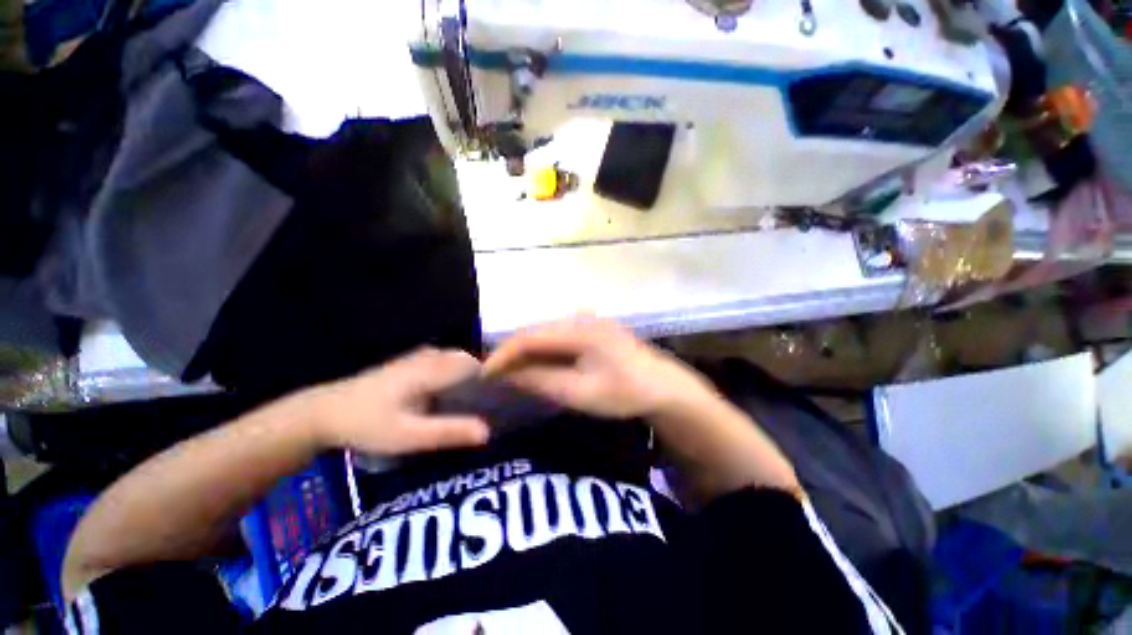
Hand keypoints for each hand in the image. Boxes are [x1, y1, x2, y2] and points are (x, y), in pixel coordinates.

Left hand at [308, 348, 489, 454]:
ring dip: (467, 374)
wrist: (323, 412)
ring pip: (454, 360)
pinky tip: (449, 393)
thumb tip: (487, 432)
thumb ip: (447, 432)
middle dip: (481, 376)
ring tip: (475, 400)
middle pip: (466, 360)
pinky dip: (452, 373)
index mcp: (432, 369)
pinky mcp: (408, 364)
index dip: (491, 377)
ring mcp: (416, 358)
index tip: (501, 397)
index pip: (474, 365)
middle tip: (490, 403)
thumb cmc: (366, 423)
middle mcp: (428, 357)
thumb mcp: (407, 435)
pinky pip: (442, 362)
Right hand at [484, 317, 716, 418]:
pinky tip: (535, 363)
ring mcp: (586, 320)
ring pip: (544, 333)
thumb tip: (508, 374)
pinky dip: (541, 350)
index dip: (503, 354)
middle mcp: (580, 318)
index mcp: (579, 330)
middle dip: (511, 352)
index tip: (484, 374)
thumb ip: (542, 380)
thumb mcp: (581, 393)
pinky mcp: (590, 328)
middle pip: (534, 331)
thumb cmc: (625, 393)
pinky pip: (556, 336)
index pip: (530, 337)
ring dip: (525, 351)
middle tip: (492, 374)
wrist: (663, 387)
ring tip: (508, 371)